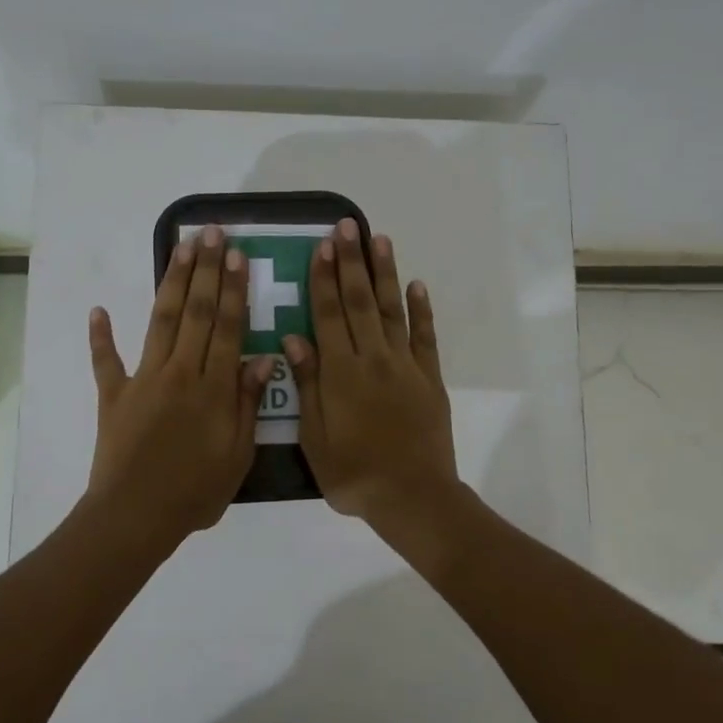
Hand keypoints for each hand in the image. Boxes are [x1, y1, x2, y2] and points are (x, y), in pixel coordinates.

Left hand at [85, 225, 274, 549]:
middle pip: (195, 312)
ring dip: (171, 282)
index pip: (226, 327)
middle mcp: (179, 372)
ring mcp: (142, 380)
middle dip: (206, 270)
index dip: (233, 289)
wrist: (135, 516)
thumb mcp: (238, 455)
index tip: (237, 256)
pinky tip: (99, 310)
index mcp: (213, 388)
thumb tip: (262, 358)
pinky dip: (101, 336)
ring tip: (181, 247)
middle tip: (212, 233)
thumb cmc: (195, 492)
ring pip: (160, 321)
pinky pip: (105, 361)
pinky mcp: (113, 395)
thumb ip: (248, 404)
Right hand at [284, 219, 457, 526]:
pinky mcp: (429, 378)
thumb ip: (307, 384)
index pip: (328, 314)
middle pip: (359, 302)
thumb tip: (293, 339)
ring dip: (384, 274)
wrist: (412, 496)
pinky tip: (416, 286)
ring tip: (379, 240)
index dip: (323, 278)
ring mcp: (405, 366)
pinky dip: (421, 310)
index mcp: (340, 372)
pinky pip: (425, 337)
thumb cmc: (353, 472)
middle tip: (347, 226)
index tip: (322, 245)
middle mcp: (373, 358)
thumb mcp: (315, 436)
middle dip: (351, 262)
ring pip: (392, 310)